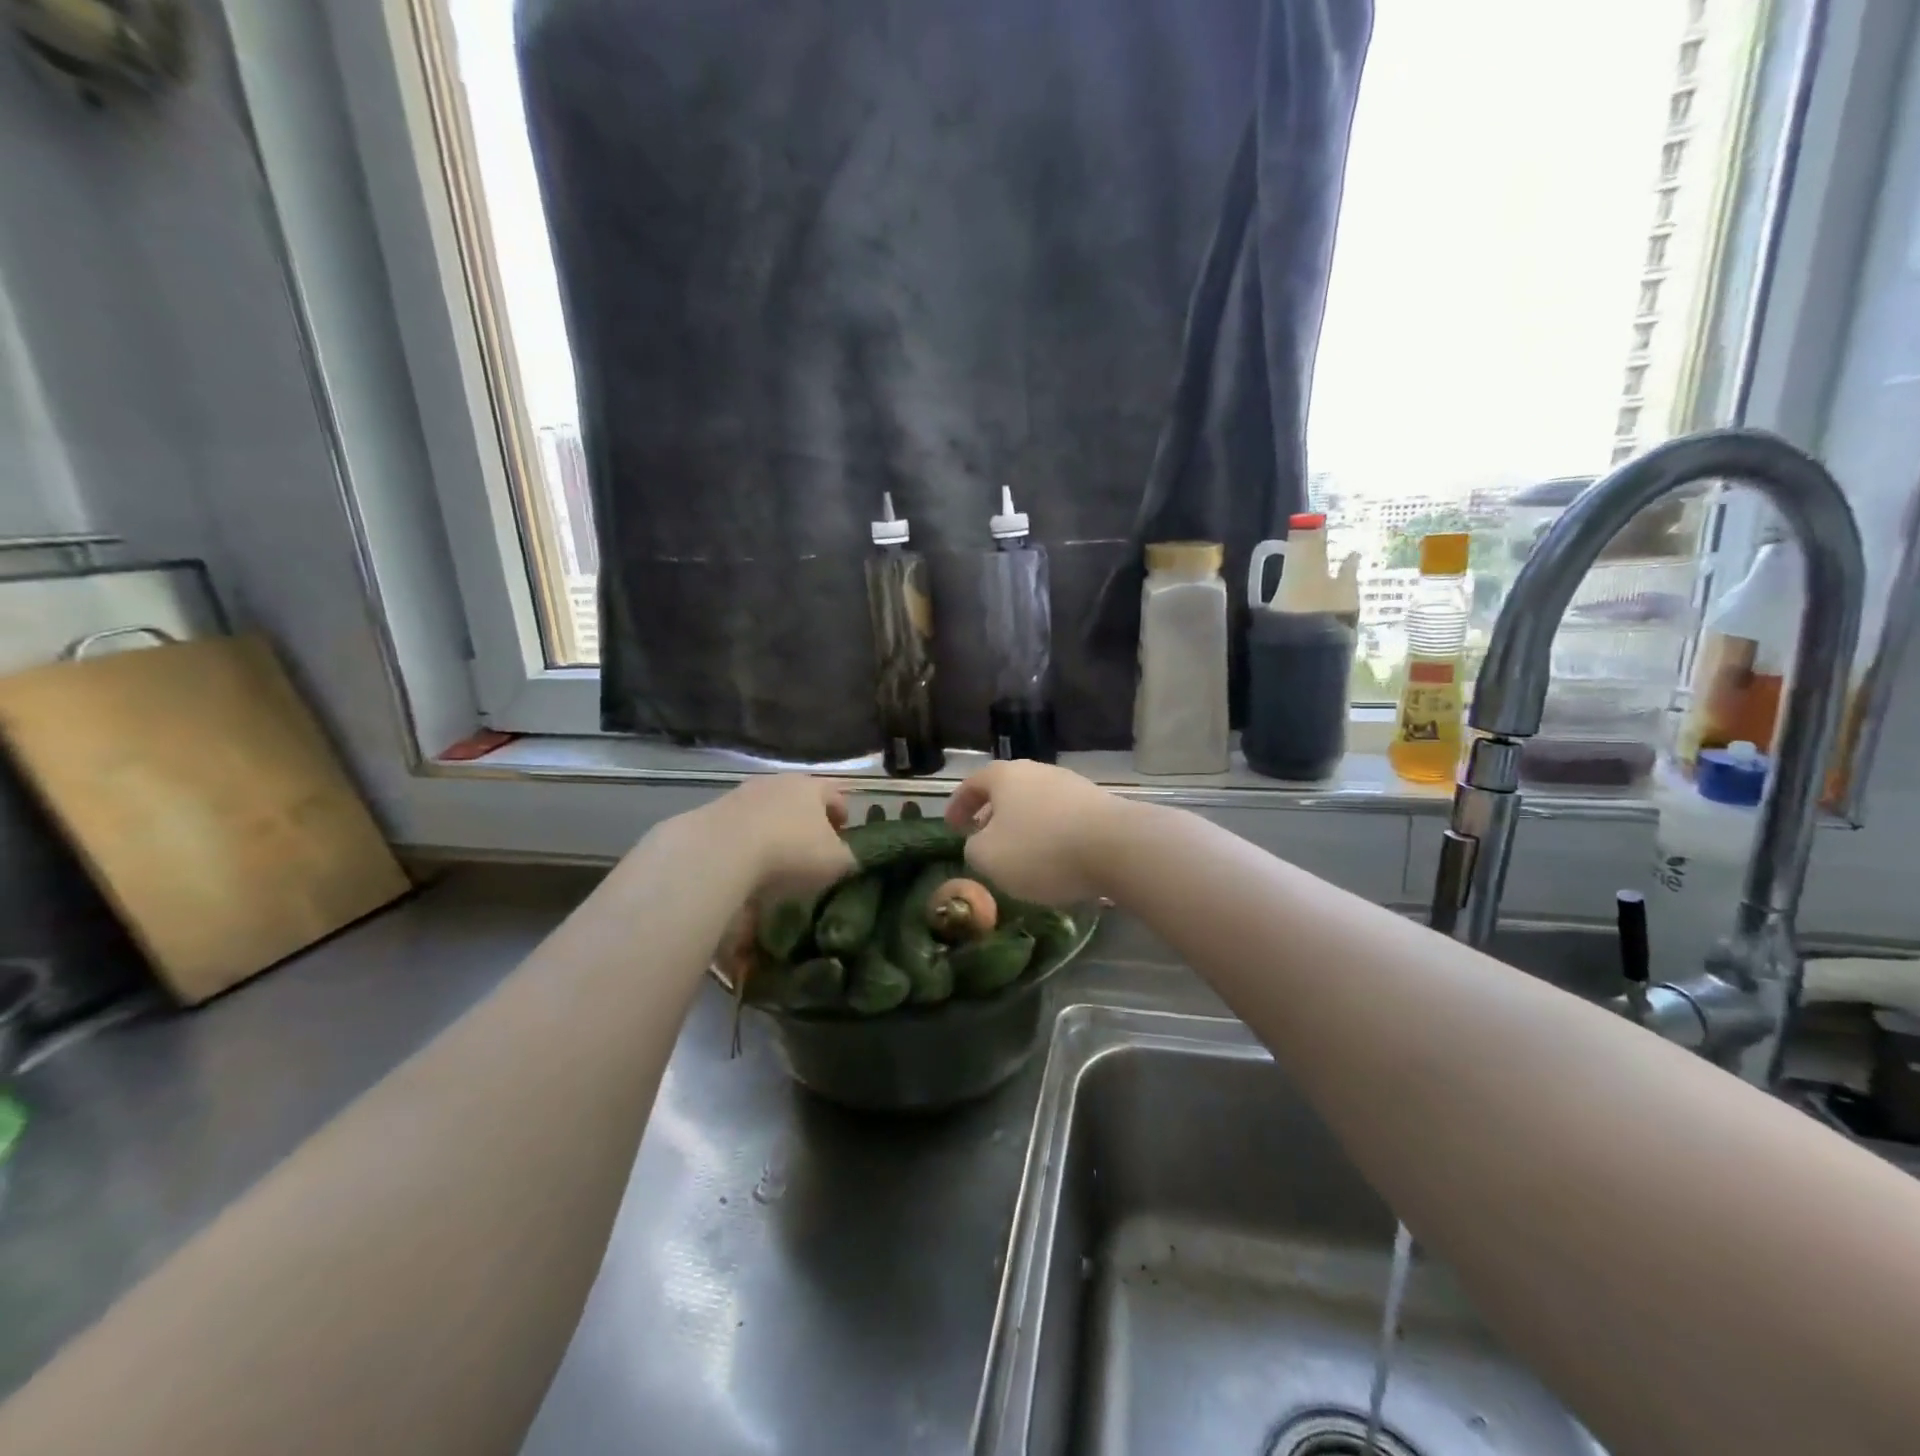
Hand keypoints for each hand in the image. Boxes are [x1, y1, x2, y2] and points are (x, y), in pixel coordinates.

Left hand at [704, 774, 855, 900]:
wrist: (721, 851)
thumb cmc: (791, 851)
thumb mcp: (836, 862)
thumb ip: (849, 857)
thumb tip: (847, 857)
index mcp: (812, 786)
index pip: (835, 795)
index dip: (843, 815)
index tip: (844, 835)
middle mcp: (778, 781)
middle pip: (800, 799)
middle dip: (808, 820)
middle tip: (813, 846)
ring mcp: (743, 793)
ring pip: (769, 810)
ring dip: (776, 829)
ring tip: (778, 858)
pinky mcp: (714, 811)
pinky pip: (742, 825)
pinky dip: (750, 840)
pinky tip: (749, 863)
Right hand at [944, 761, 1130, 904]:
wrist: (1118, 847)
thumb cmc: (1041, 849)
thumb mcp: (988, 857)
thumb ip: (973, 848)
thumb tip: (981, 843)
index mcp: (1005, 777)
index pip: (972, 784)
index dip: (957, 805)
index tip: (951, 827)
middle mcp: (1038, 772)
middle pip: (1007, 791)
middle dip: (992, 815)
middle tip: (983, 839)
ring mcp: (1072, 786)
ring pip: (1036, 805)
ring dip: (1023, 826)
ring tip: (1019, 855)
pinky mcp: (1099, 806)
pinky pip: (1063, 820)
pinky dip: (1051, 836)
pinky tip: (1055, 861)